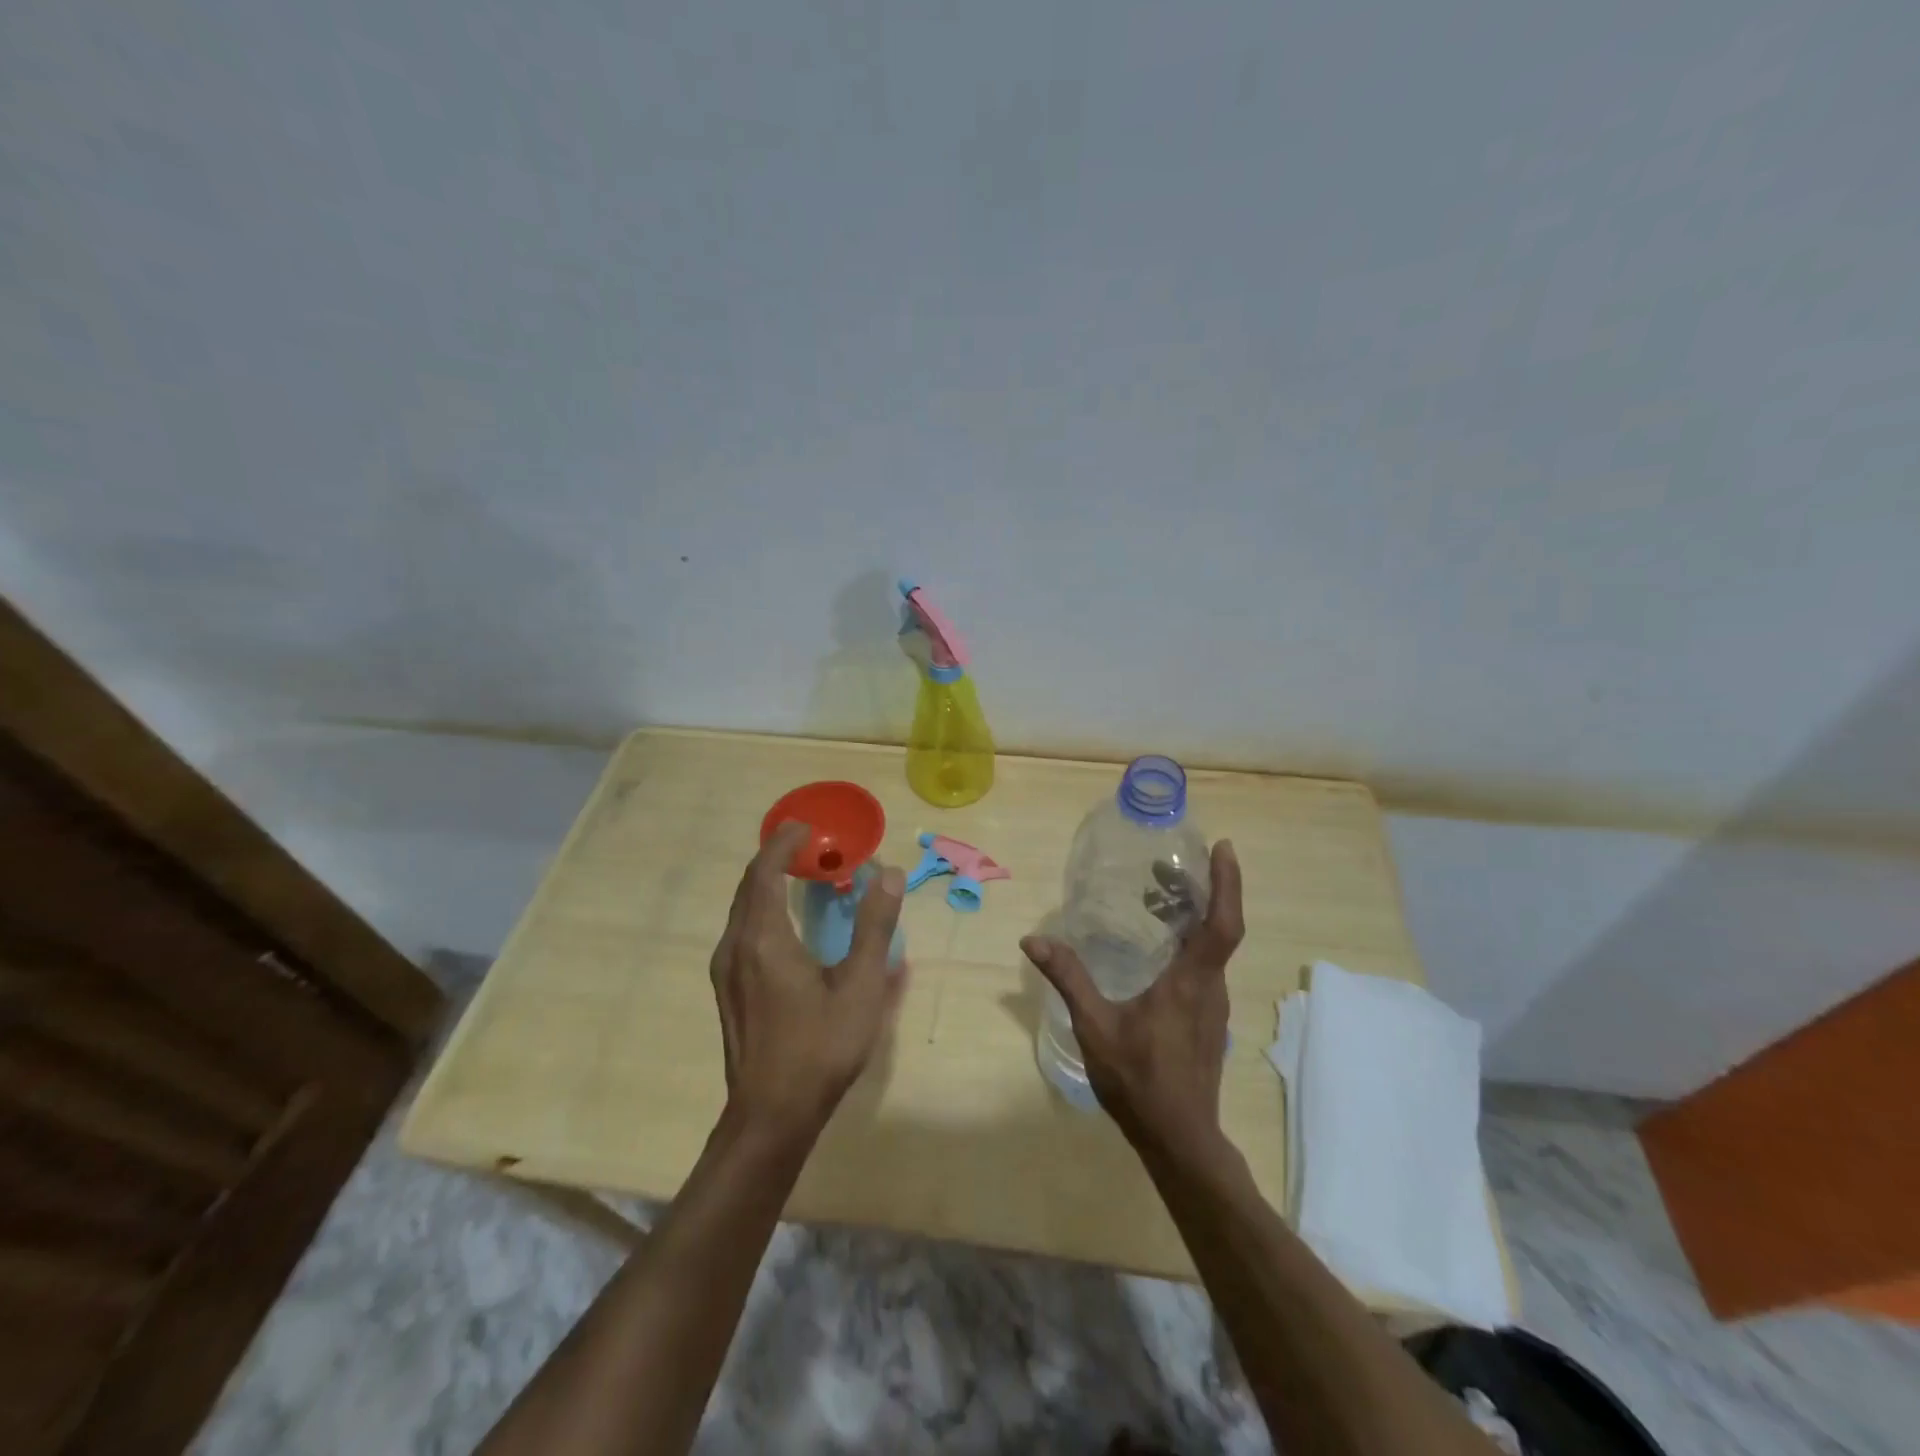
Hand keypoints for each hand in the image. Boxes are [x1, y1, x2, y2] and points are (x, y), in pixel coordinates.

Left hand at [709, 822, 907, 1143]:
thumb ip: (875, 926)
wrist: (770, 1116)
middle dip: (776, 858)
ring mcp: (726, 970)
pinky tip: (788, 923)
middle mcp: (736, 946)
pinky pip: (742, 930)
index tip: (806, 826)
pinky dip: (763, 908)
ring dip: (768, 883)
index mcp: (764, 938)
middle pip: (750, 885)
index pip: (765, 871)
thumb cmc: (820, 1048)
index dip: (783, 843)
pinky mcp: (728, 989)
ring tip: (801, 876)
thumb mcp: (861, 987)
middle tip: (809, 844)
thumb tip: (890, 874)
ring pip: (743, 909)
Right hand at [1022, 840, 1243, 1156]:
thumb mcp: (1095, 1026)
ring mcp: (1214, 1007)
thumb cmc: (1140, 1080)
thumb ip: (1068, 979)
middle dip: (1206, 889)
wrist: (1180, 1140)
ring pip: (1214, 950)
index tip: (1223, 848)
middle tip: (1172, 864)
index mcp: (1191, 981)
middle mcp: (1212, 988)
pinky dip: (1192, 942)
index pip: (1223, 923)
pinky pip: (1207, 968)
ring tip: (1162, 896)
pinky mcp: (1208, 1021)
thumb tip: (1034, 940)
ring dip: (1198, 916)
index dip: (1228, 883)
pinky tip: (1161, 947)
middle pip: (1220, 929)